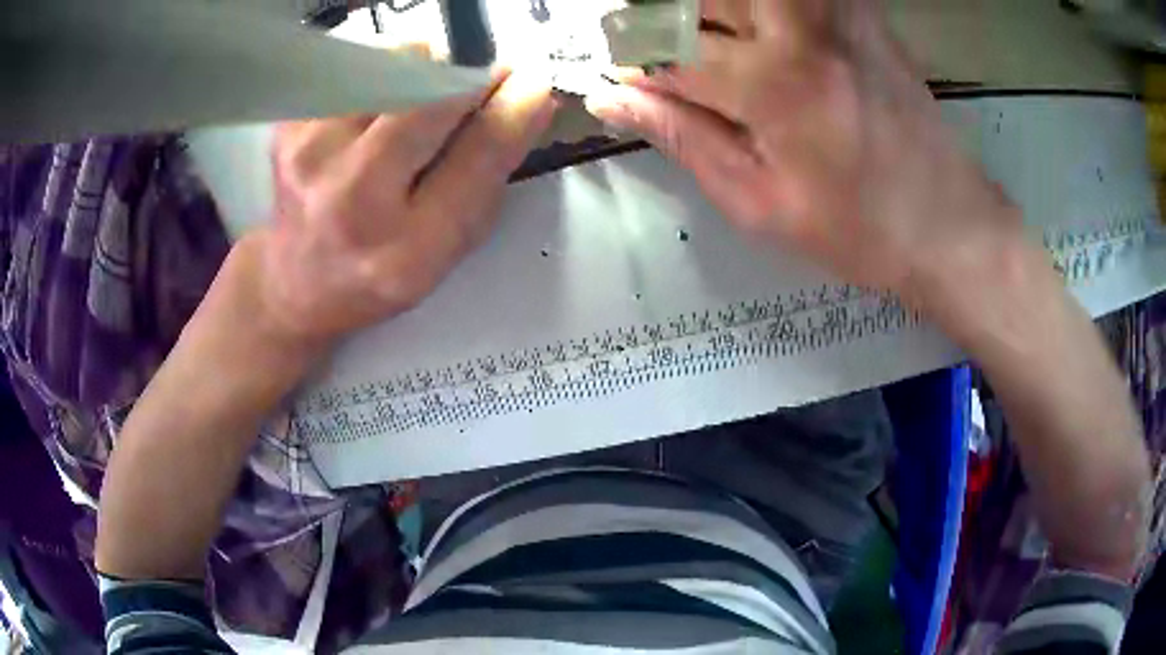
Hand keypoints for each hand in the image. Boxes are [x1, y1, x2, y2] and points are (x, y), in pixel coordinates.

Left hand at [239, 70, 554, 344]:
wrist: (298, 278)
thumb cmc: (382, 265)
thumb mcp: (449, 245)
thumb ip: (490, 172)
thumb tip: (529, 95)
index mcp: (405, 248)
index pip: (478, 154)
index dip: (513, 107)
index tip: (532, 83)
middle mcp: (350, 196)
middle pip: (430, 91)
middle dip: (466, 79)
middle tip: (474, 89)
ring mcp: (310, 154)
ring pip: (395, 60)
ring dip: (424, 71)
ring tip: (416, 105)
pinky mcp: (290, 123)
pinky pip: (359, 63)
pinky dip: (384, 72)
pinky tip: (378, 108)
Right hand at [585, 0, 1021, 300]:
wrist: (950, 224)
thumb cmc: (858, 231)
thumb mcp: (759, 203)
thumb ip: (681, 138)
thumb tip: (611, 98)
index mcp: (772, 84)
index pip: (667, 48)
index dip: (629, 59)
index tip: (615, 73)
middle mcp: (801, 29)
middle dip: (655, 17)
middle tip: (648, 50)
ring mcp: (836, 13)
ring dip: (704, 11)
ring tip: (697, 43)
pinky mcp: (859, 12)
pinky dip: (753, 10)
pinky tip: (747, 34)